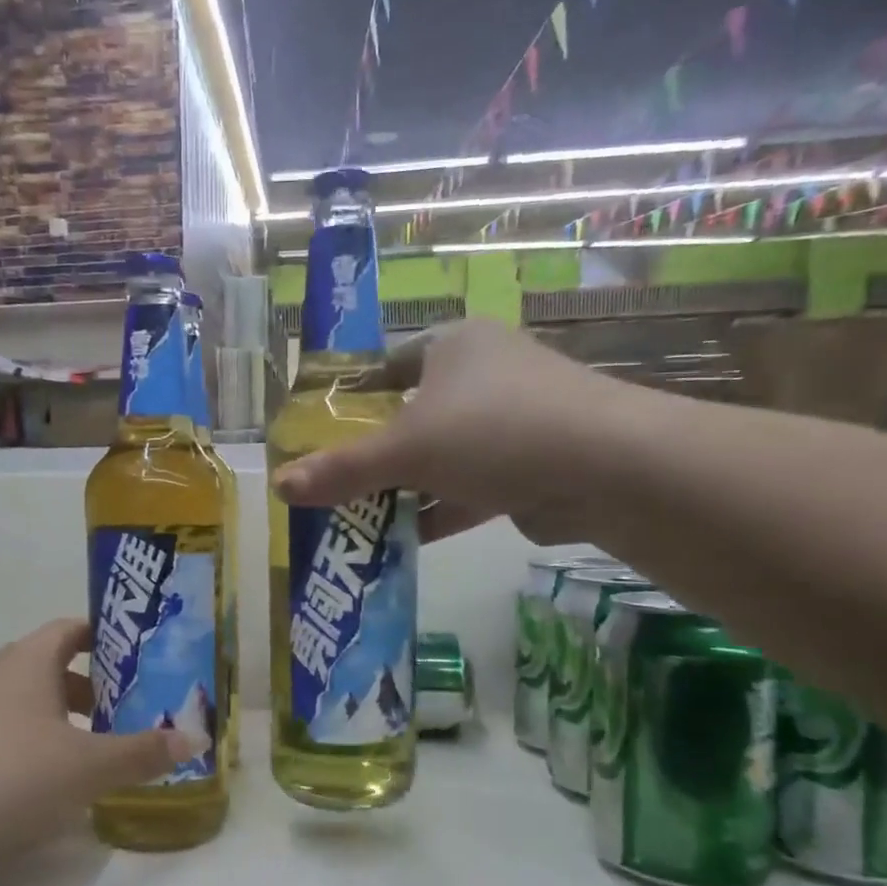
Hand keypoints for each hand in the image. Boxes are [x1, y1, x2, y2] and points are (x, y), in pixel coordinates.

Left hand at [0, 618, 205, 874]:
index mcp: (27, 662)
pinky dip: (26, 746)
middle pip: (48, 666)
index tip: (135, 661)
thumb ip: (144, 752)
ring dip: (57, 720)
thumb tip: (196, 740)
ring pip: (22, 703)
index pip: (69, 629)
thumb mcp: (90, 767)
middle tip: (123, 713)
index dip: (104, 640)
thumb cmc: (11, 777)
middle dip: (88, 688)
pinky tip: (40, 786)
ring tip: (88, 753)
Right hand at [273, 319, 648, 543]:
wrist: (607, 468)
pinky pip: (471, 487)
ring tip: (358, 520)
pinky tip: (403, 539)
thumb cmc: (493, 431)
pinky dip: (440, 510)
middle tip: (334, 485)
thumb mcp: (405, 449)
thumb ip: (342, 470)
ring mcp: (513, 421)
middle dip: (376, 455)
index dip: (353, 398)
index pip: (389, 365)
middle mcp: (485, 374)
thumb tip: (279, 485)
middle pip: (413, 416)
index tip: (323, 433)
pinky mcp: (532, 465)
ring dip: (406, 489)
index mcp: (454, 346)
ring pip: (443, 456)